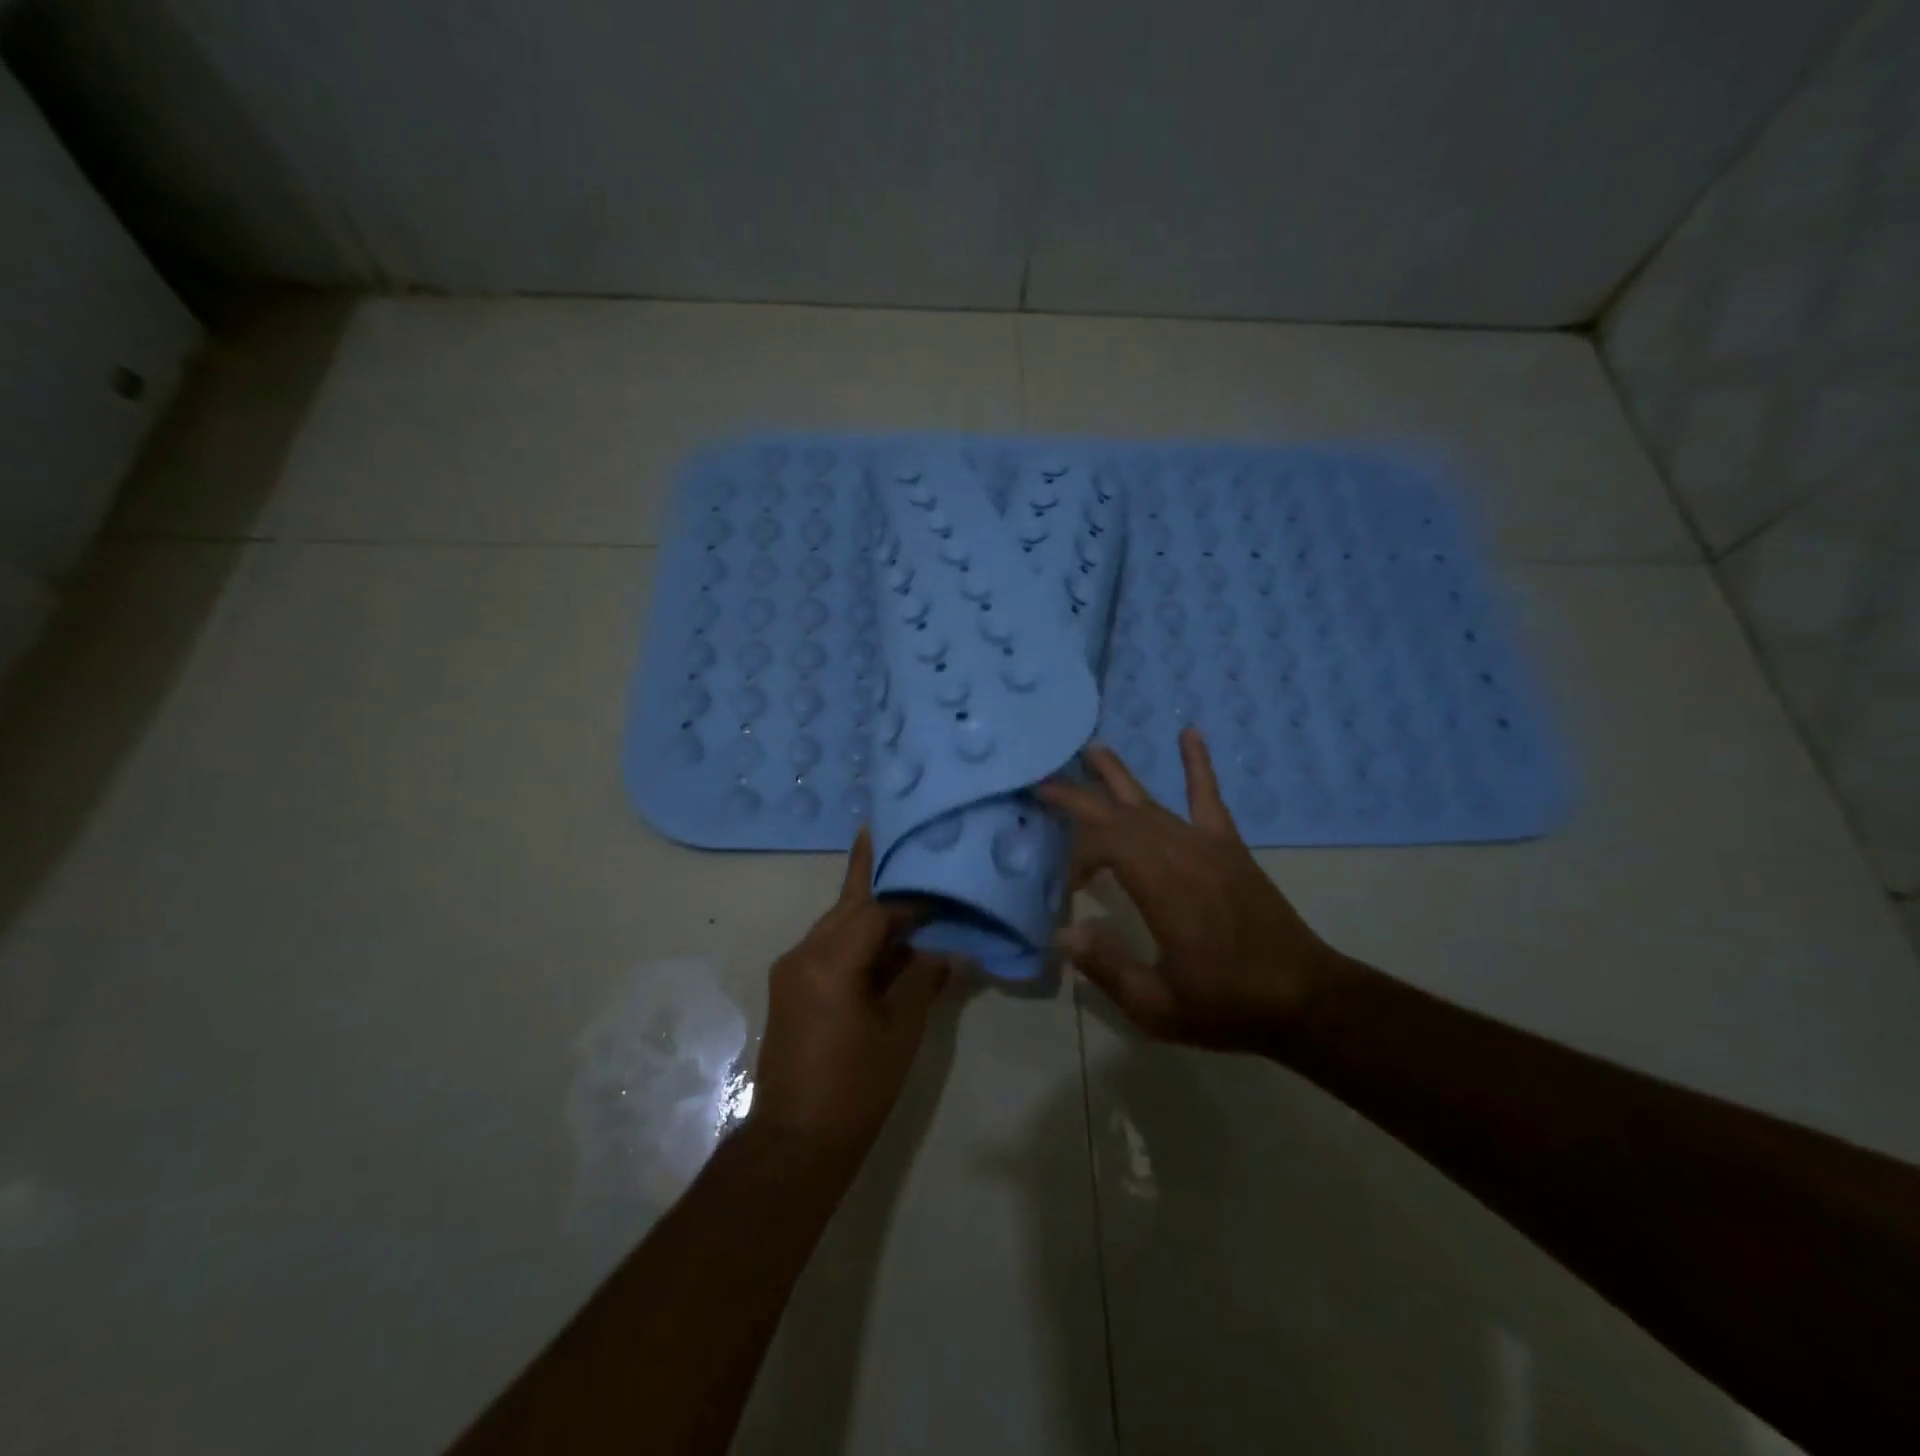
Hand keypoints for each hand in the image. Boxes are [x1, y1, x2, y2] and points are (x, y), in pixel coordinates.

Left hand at [751, 829, 957, 1161]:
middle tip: (904, 847)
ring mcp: (791, 970)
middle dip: (880, 883)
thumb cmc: (856, 1086)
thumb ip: (923, 979)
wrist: (796, 1141)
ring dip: (869, 913)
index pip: (875, 909)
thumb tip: (947, 950)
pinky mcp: (790, 988)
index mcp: (830, 960)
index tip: (936, 884)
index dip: (910, 899)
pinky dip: (856, 939)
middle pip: (849, 906)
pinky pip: (827, 947)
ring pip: (836, 924)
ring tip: (904, 890)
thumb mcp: (900, 1029)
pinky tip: (884, 942)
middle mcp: (803, 953)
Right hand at [1037, 726, 1346, 1053]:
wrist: (1305, 998)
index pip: (1106, 845)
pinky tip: (1189, 733)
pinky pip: (1209, 797)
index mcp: (1163, 889)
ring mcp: (1208, 845)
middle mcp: (1182, 854)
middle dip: (1079, 797)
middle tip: (1043, 783)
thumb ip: (1108, 968)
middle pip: (1121, 814)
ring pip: (1154, 801)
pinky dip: (1198, 764)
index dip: (1078, 856)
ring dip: (1119, 776)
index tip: (1069, 886)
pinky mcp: (1229, 846)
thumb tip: (1062, 933)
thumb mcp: (1159, 1006)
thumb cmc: (1228, 1005)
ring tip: (1092, 749)